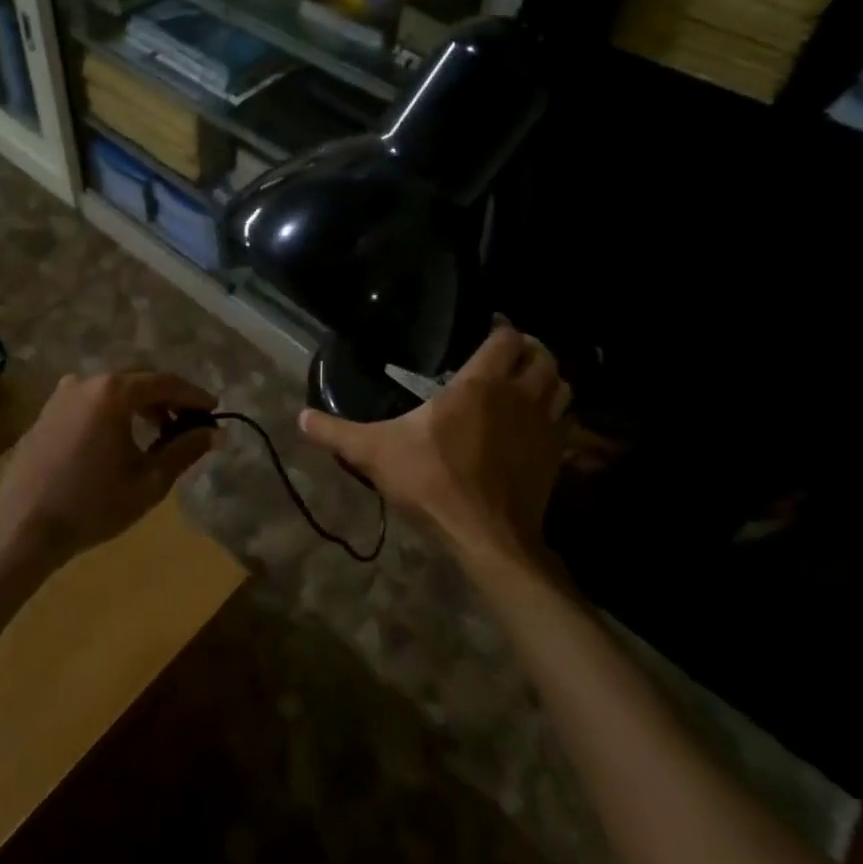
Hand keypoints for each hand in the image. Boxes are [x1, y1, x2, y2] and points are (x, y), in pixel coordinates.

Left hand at [0, 370, 220, 565]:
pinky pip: (90, 401)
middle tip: (188, 423)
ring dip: (140, 404)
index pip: (166, 382)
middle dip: (167, 398)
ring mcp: (62, 394)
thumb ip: (185, 450)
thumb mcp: (149, 481)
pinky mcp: (46, 412)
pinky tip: (120, 439)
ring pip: (113, 389)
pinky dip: (113, 411)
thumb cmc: (92, 505)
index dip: (194, 396)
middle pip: (138, 379)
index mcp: (114, 391)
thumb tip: (216, 433)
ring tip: (158, 433)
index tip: (214, 410)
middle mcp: (87, 381)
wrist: (21, 528)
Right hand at [298, 323, 571, 571]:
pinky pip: (562, 420)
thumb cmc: (432, 482)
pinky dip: (552, 412)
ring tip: (523, 381)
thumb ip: (336, 433)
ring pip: (561, 385)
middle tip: (506, 352)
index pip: (507, 338)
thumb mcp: (374, 453)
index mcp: (480, 385)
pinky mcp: (554, 457)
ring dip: (546, 377)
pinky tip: (529, 424)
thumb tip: (299, 417)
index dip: (501, 326)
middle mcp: (519, 397)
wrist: (487, 537)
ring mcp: (543, 427)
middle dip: (530, 347)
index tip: (487, 325)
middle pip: (543, 356)